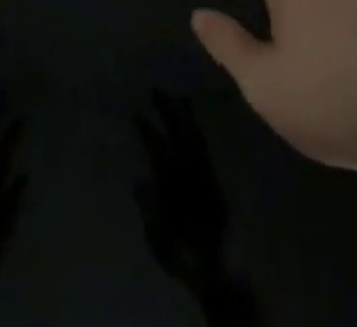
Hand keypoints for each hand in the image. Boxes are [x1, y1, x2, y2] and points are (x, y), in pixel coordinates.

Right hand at [135, 93, 259, 326]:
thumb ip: (148, 207)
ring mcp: (205, 171)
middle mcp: (189, 169)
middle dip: (167, 109)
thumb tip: (137, 180)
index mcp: (172, 181)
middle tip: (156, 90)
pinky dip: (199, 129)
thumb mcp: (158, 237)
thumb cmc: (184, 254)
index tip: (137, 113)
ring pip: (193, 134)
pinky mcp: (216, 177)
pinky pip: (206, 145)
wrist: (220, 268)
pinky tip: (195, 122)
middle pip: (177, 132)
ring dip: (185, 115)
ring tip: (178, 97)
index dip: (146, 129)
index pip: (156, 146)